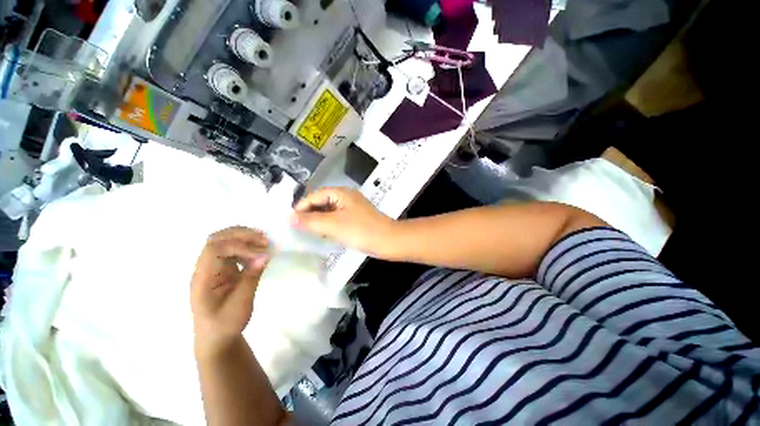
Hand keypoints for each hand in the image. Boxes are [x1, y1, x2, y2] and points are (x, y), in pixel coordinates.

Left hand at [190, 227, 269, 349]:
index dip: (239, 246)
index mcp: (203, 278)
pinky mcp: (223, 268)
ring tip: (265, 242)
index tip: (261, 254)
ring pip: (224, 240)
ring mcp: (213, 267)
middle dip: (241, 234)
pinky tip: (259, 252)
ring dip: (245, 237)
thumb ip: (251, 278)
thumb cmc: (225, 324)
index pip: (215, 249)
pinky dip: (247, 245)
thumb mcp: (240, 305)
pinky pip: (233, 249)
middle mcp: (205, 268)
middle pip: (216, 239)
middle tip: (264, 239)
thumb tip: (265, 255)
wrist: (216, 336)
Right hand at [291, 187, 395, 256]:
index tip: (290, 220)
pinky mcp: (356, 218)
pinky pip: (337, 218)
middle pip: (322, 202)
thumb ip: (311, 220)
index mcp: (341, 193)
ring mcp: (353, 208)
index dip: (302, 206)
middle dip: (309, 213)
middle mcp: (347, 197)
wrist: (388, 241)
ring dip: (318, 220)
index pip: (315, 195)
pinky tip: (323, 234)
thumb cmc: (360, 230)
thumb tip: (290, 218)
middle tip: (296, 227)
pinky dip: (328, 225)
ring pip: (330, 211)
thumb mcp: (333, 225)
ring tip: (306, 231)